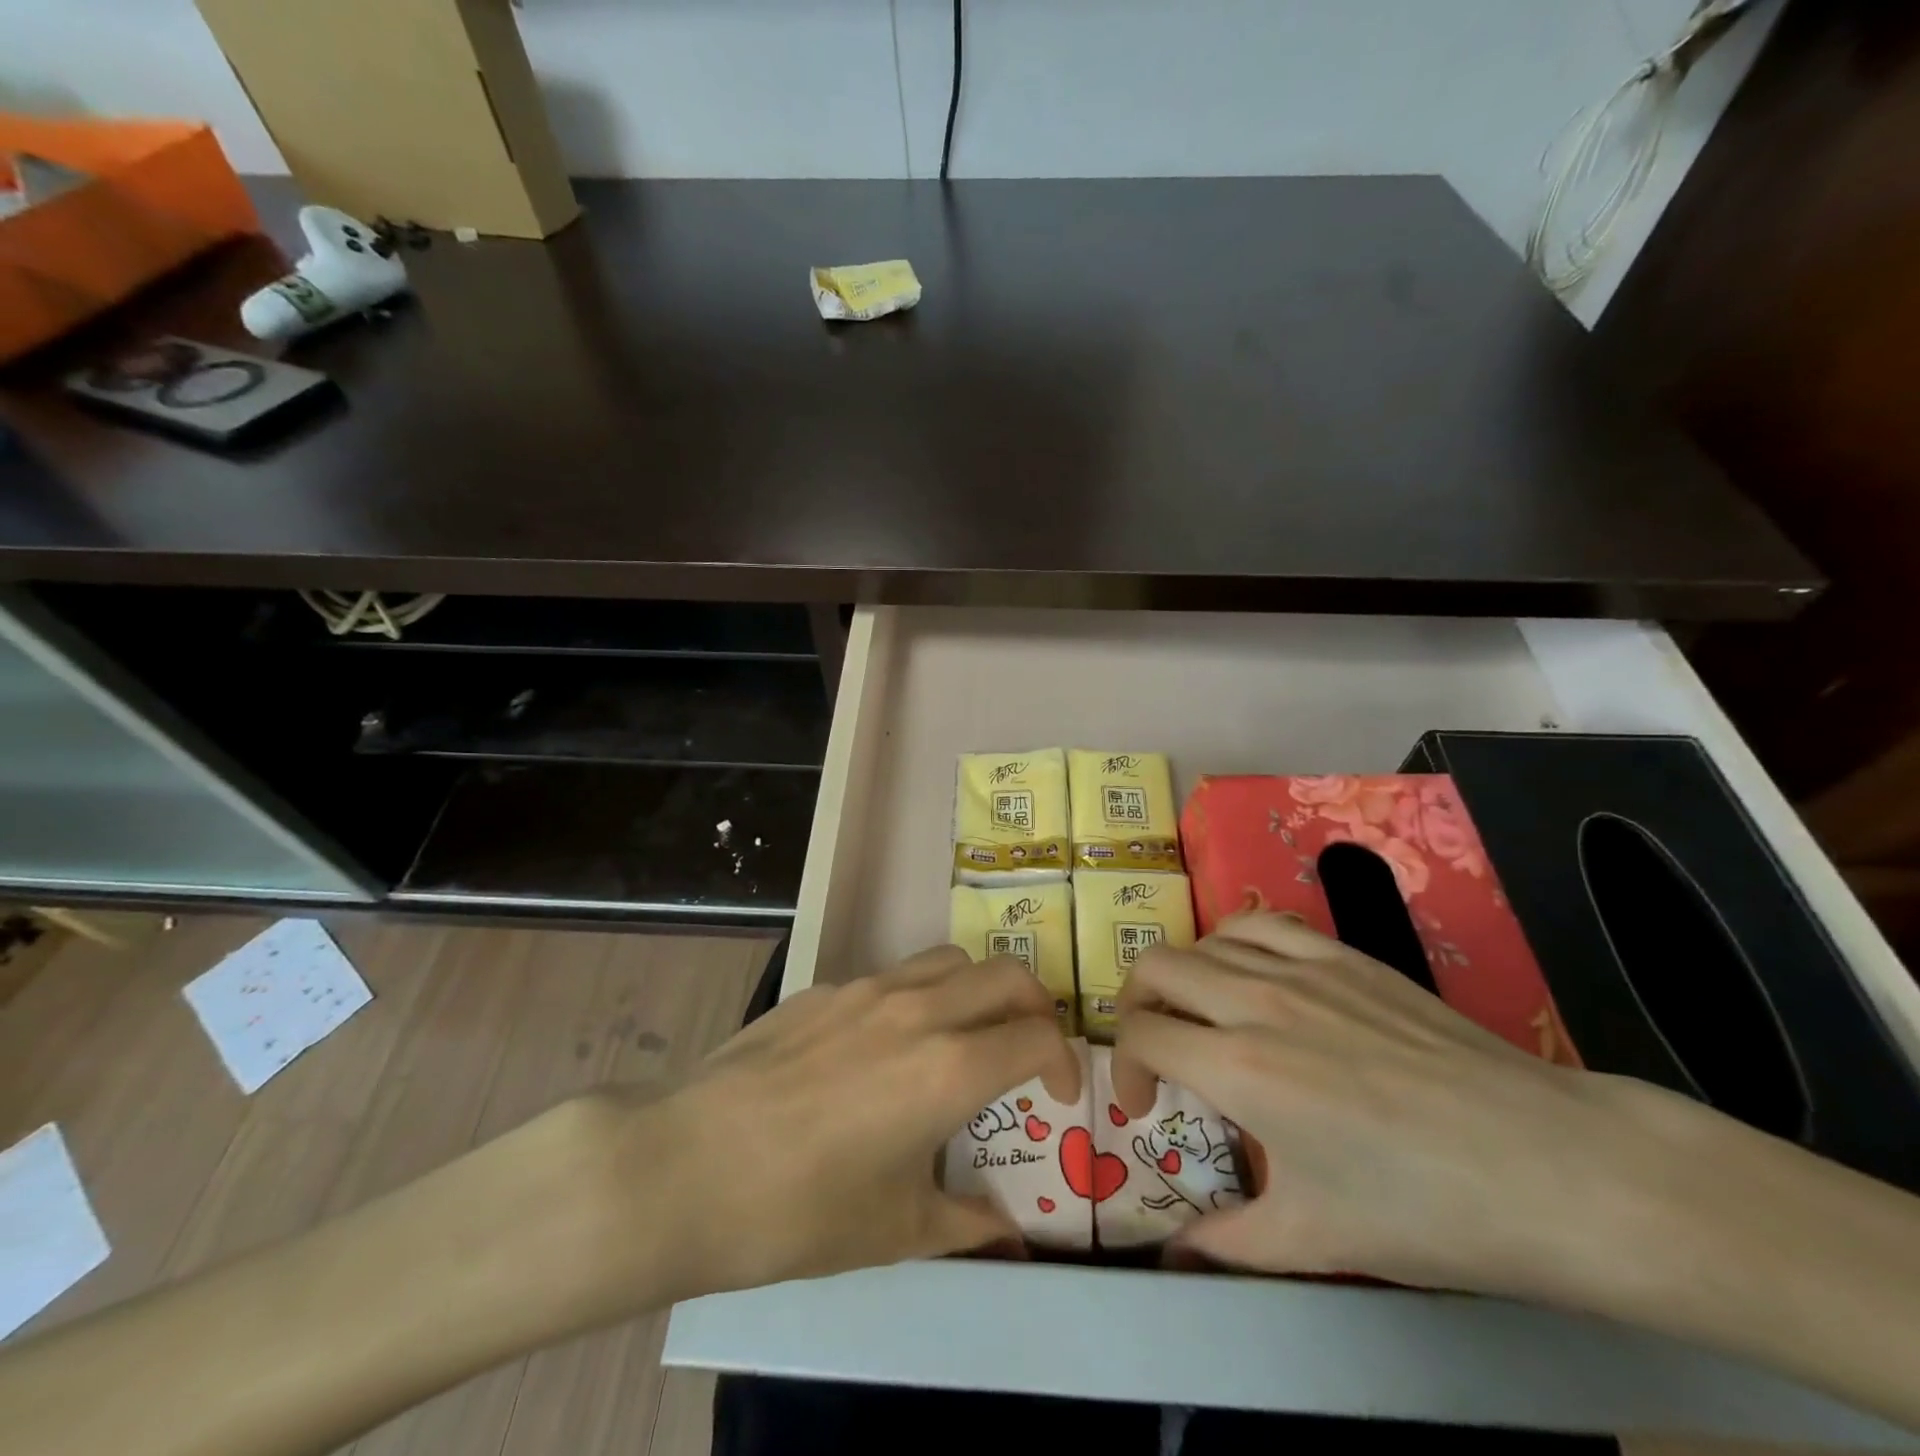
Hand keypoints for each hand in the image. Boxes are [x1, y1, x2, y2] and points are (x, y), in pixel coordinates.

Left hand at [600, 946, 1079, 1299]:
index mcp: (949, 1068)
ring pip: (952, 960)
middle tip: (1028, 1050)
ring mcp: (868, 989)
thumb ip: (967, 1224)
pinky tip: (885, 1047)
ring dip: (978, 990)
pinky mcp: (826, 987)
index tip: (1060, 1094)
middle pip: (1008, 975)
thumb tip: (1009, 1237)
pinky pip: (895, 975)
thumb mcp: (895, 1230)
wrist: (686, 1166)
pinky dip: (920, 997)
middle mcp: (920, 1010)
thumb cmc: (800, 1211)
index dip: (1064, 1062)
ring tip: (965, 1035)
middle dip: (1037, 1007)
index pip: (1038, 1036)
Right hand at [1111, 913, 1702, 1301]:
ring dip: (1182, 974)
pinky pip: (1262, 924)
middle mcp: (1256, 1001)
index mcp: (1240, 1069)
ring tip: (1198, 1012)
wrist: (1549, 1167)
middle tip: (1154, 1049)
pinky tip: (1249, 975)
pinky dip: (1233, 942)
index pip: (1141, 1035)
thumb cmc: (1428, 1212)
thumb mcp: (1316, 1239)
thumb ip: (1228, 1241)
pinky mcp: (1344, 955)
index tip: (1144, 1104)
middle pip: (1156, 968)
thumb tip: (1176, 1253)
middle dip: (1134, 1005)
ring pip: (1203, 940)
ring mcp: (1303, 969)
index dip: (1124, 1067)